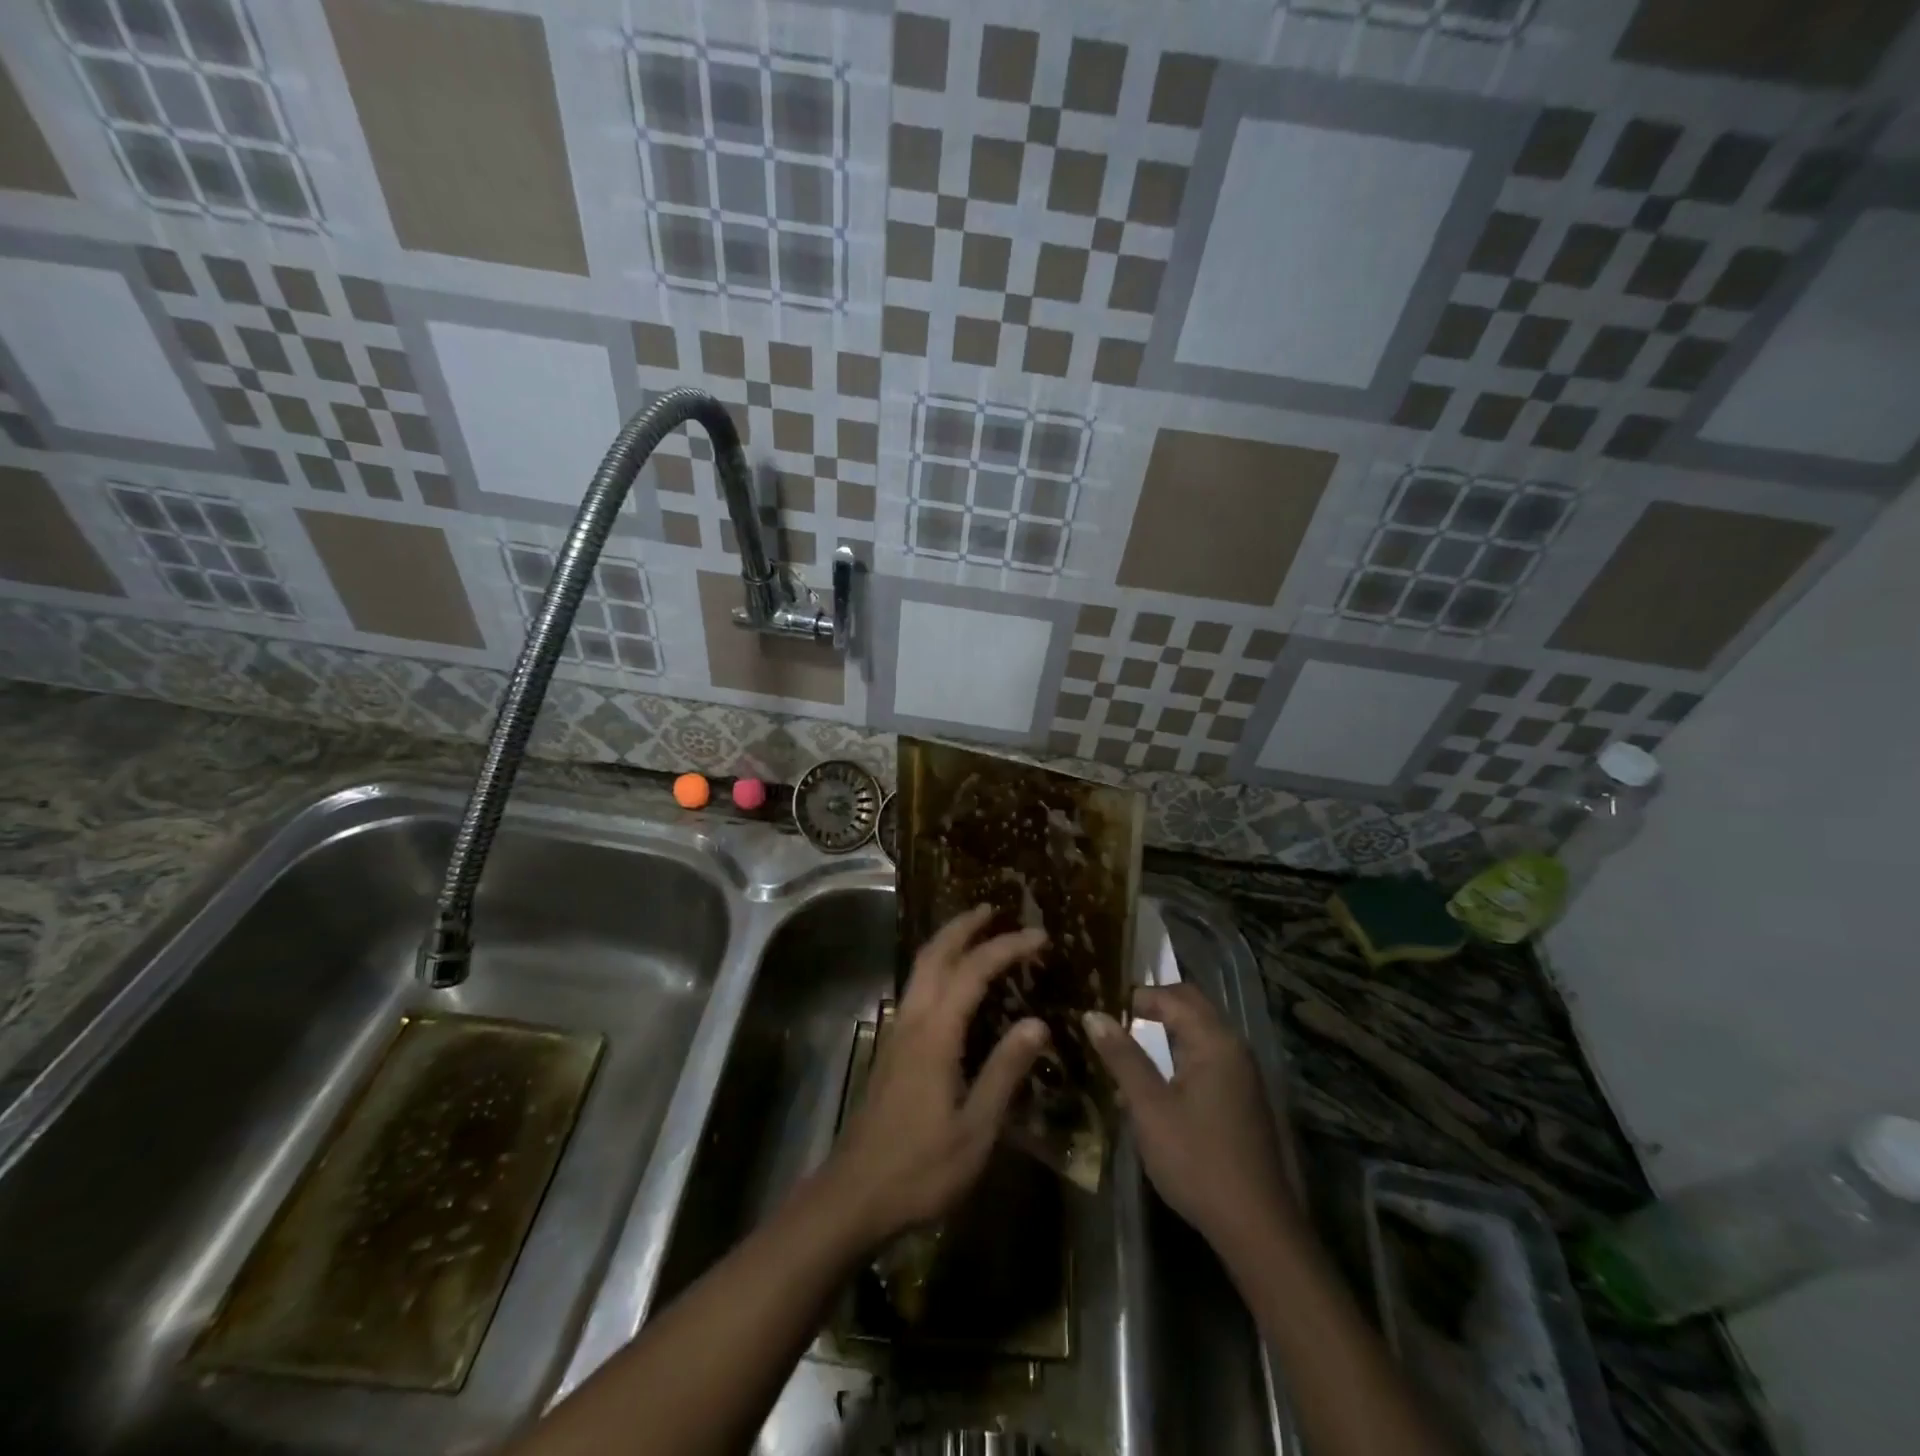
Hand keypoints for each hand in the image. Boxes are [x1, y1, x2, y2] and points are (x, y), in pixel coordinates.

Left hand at [824, 906, 1048, 1248]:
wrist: (854, 1194)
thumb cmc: (921, 1168)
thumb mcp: (976, 1129)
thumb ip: (1005, 1071)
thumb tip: (1037, 1023)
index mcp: (935, 1034)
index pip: (974, 971)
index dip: (1007, 947)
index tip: (1039, 936)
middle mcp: (912, 1020)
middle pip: (935, 954)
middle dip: (964, 925)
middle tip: (994, 908)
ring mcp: (897, 1031)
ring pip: (920, 968)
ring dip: (947, 942)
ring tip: (977, 933)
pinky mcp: (891, 1048)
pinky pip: (917, 988)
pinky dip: (938, 967)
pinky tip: (953, 984)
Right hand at [1084, 984, 1296, 1261]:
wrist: (1256, 1226)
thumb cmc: (1197, 1160)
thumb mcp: (1149, 1108)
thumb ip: (1122, 1057)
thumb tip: (1094, 1015)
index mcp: (1214, 1041)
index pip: (1172, 996)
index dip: (1136, 996)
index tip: (1102, 1006)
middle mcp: (1233, 1046)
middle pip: (1191, 1005)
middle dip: (1154, 1005)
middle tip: (1113, 1018)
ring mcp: (1243, 1072)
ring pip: (1201, 1029)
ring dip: (1167, 1028)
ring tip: (1129, 1041)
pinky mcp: (1243, 1095)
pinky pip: (1209, 1053)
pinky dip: (1181, 1050)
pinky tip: (1158, 1074)